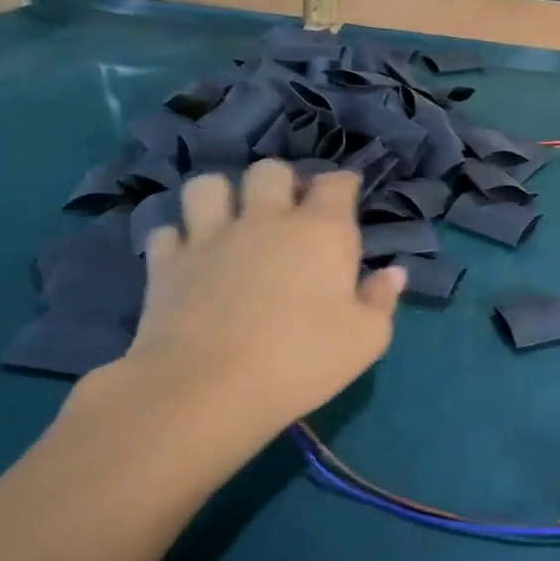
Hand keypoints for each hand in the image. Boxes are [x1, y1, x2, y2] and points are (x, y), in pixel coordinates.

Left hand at [119, 163, 405, 447]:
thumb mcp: (367, 338)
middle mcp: (266, 220)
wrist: (206, 390)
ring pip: (209, 185)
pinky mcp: (166, 264)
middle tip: (290, 210)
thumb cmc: (302, 360)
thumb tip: (393, 273)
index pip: (336, 183)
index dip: (344, 184)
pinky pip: (168, 230)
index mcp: (322, 231)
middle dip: (283, 182)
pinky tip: (192, 256)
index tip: (348, 196)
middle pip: (270, 170)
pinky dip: (181, 238)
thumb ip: (382, 299)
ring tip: (233, 220)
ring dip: (224, 196)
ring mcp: (210, 237)